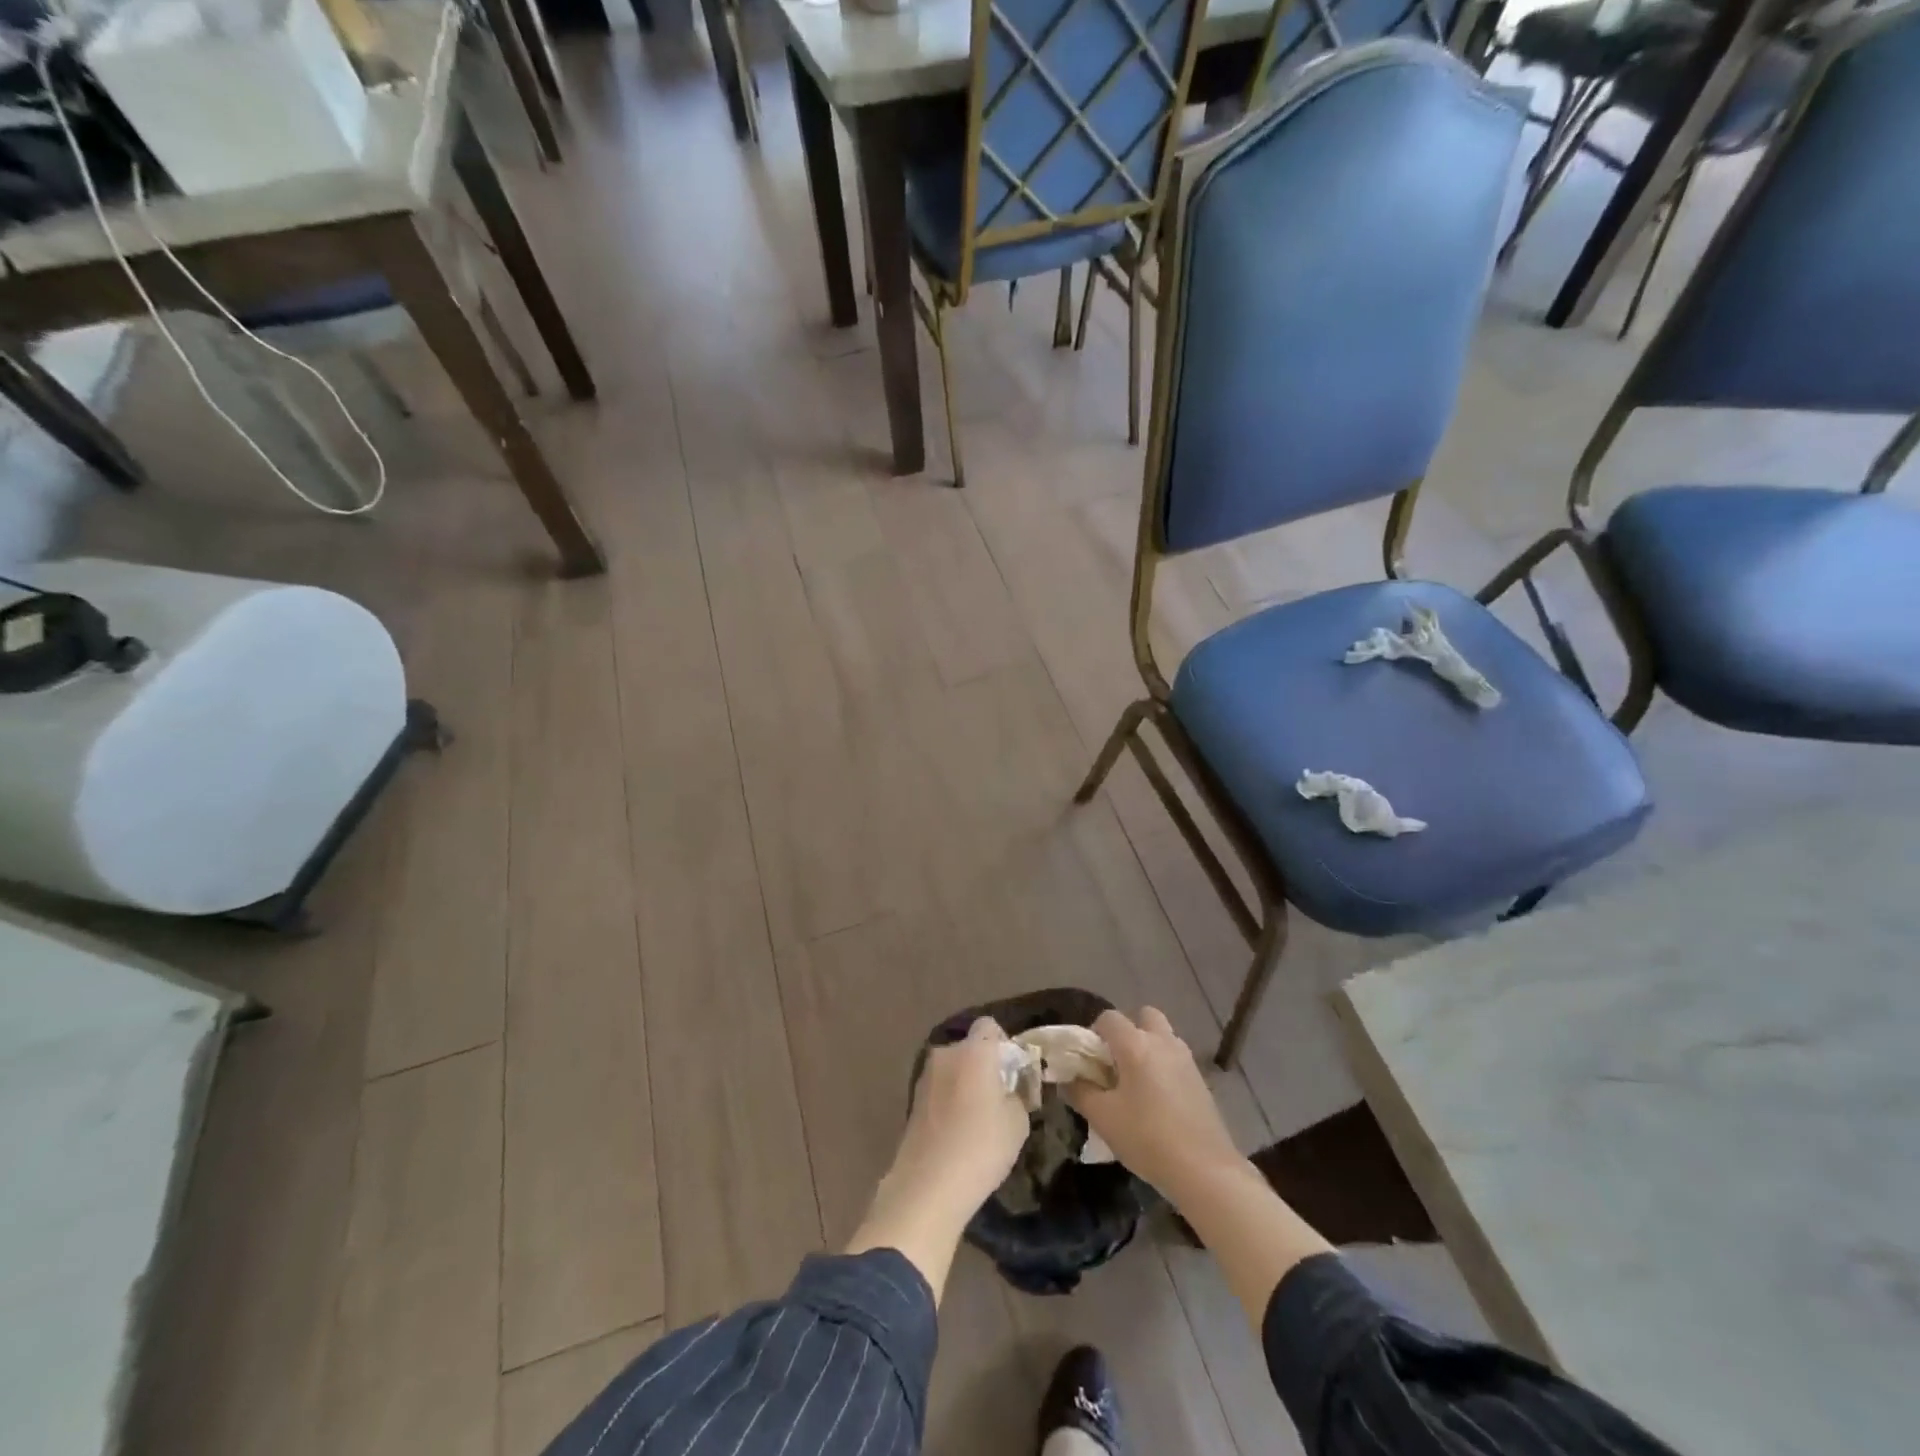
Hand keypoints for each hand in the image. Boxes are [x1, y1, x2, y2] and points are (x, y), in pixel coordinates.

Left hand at [846, 1018, 1027, 1299]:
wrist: (929, 1185)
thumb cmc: (981, 1147)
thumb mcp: (1018, 1121)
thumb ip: (1019, 1093)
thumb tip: (1013, 1087)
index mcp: (974, 1051)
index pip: (990, 1026)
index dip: (1005, 1043)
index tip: (1014, 1072)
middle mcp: (946, 1054)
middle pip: (971, 1047)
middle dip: (987, 1064)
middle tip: (1001, 1096)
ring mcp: (926, 1076)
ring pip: (955, 1068)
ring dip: (968, 1082)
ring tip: (980, 1117)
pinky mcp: (914, 1099)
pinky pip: (941, 1087)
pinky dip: (952, 1098)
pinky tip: (960, 1130)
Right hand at [1067, 1007, 1244, 1200]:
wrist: (1205, 1170)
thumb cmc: (1147, 1138)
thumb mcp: (1103, 1118)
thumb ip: (1080, 1092)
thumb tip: (1068, 1079)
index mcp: (1136, 1045)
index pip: (1109, 1018)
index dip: (1094, 1033)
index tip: (1090, 1061)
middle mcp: (1163, 1042)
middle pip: (1144, 1016)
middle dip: (1128, 1031)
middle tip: (1116, 1063)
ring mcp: (1186, 1059)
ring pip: (1163, 1036)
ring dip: (1148, 1047)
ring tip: (1136, 1083)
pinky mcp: (1201, 1080)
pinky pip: (1175, 1058)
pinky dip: (1163, 1066)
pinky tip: (1158, 1101)